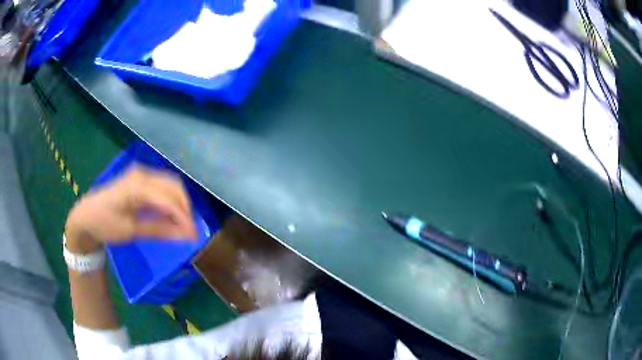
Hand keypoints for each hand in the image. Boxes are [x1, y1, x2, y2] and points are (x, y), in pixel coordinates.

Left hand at [65, 165, 197, 253]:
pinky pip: (162, 186)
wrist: (86, 216)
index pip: (169, 200)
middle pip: (174, 186)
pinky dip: (170, 199)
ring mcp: (140, 174)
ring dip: (179, 203)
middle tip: (189, 230)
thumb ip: (159, 230)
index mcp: (137, 187)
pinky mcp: (139, 178)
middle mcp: (142, 174)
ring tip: (182, 223)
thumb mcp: (131, 230)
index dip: (184, 217)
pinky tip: (170, 214)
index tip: (194, 236)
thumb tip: (185, 235)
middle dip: (185, 208)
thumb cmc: (105, 224)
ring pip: (170, 184)